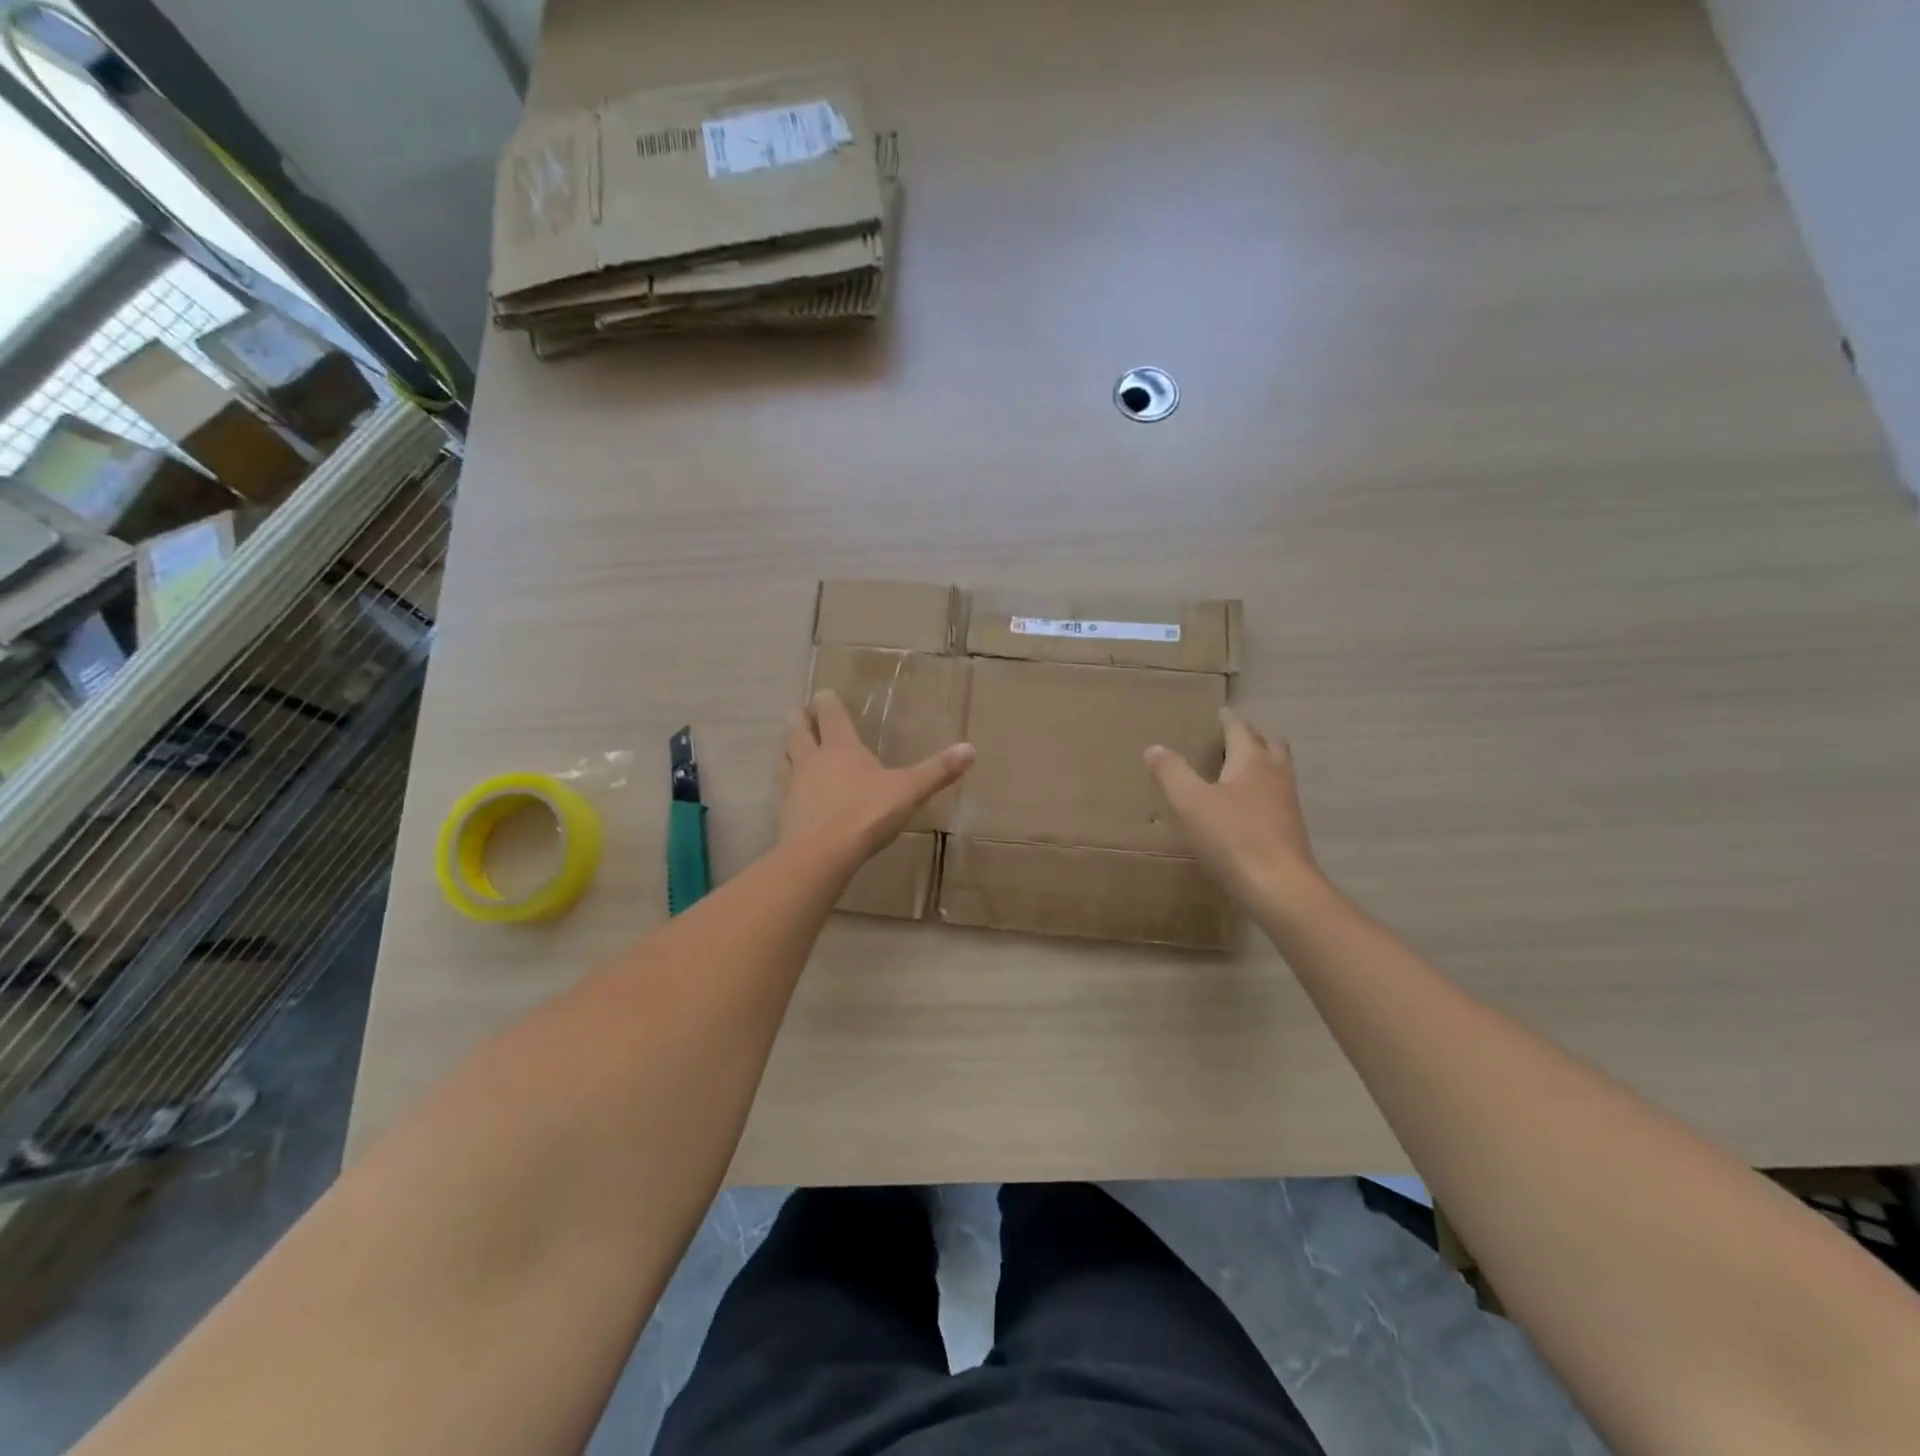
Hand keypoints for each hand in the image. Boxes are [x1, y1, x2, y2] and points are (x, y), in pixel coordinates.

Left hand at [780, 690, 974, 863]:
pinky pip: (782, 788)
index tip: (823, 693)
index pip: (831, 715)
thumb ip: (937, 771)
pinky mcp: (785, 811)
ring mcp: (794, 785)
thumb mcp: (909, 791)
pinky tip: (791, 790)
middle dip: (801, 720)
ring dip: (788, 748)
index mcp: (841, 747)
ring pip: (785, 757)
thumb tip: (971, 749)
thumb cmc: (867, 814)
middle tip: (800, 713)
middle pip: (798, 731)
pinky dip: (786, 782)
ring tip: (791, 746)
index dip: (827, 702)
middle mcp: (813, 759)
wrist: (821, 853)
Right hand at [1146, 708, 1330, 919]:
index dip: (1228, 720)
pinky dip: (1263, 790)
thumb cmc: (1232, 837)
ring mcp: (1287, 803)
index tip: (1219, 712)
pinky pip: (1277, 797)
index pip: (1240, 730)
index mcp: (1252, 761)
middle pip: (1270, 744)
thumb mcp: (1190, 802)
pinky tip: (1246, 807)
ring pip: (1278, 770)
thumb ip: (1172, 772)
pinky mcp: (1290, 829)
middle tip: (1233, 735)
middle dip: (1253, 736)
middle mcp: (1275, 775)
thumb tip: (1154, 747)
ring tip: (1239, 767)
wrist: (1279, 887)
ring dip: (1262, 762)